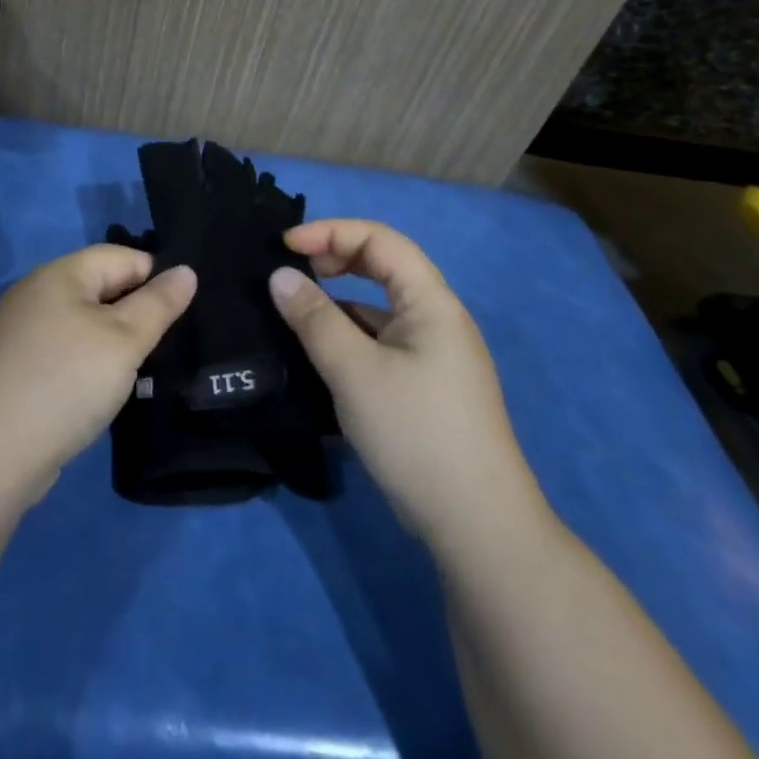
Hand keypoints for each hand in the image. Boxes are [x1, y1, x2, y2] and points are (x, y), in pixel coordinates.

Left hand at [0, 246, 194, 517]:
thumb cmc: (67, 382)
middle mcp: (36, 292)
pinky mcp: (16, 365)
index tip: (183, 314)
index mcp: (59, 273)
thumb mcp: (124, 340)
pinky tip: (104, 387)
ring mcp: (21, 330)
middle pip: (101, 286)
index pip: (122, 256)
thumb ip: (158, 304)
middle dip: (136, 310)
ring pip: (84, 320)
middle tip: (168, 344)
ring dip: (114, 339)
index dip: (156, 278)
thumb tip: (186, 271)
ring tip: (143, 368)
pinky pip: (66, 348)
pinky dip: (89, 360)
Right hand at [270, 219, 545, 545]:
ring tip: (296, 314)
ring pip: (380, 306)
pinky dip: (349, 334)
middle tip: (292, 275)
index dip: (330, 232)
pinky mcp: (426, 386)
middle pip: (383, 266)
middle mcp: (437, 319)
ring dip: (339, 300)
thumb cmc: (415, 433)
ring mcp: (435, 354)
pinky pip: (382, 340)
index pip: (380, 240)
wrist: (478, 526)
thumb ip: (314, 319)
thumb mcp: (354, 371)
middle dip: (335, 259)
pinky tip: (323, 355)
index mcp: (431, 302)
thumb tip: (279, 276)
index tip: (284, 246)